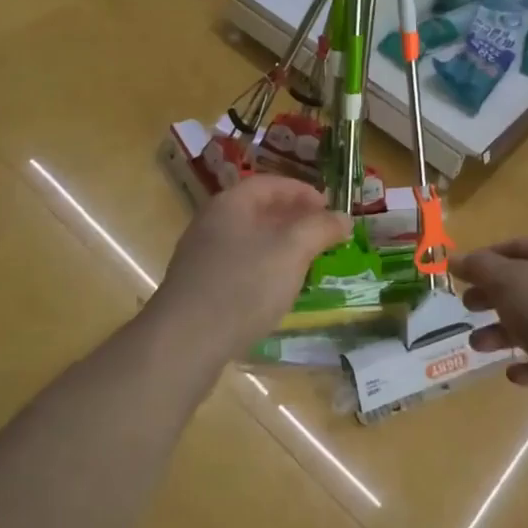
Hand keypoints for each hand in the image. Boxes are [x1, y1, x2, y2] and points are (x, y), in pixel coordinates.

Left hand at [149, 176, 352, 366]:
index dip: (303, 191)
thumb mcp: (291, 251)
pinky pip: (238, 266)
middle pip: (258, 210)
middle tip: (322, 233)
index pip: (271, 183)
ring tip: (306, 261)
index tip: (329, 207)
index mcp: (230, 204)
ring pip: (249, 239)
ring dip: (279, 245)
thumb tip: (343, 217)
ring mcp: (201, 257)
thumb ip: (319, 229)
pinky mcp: (198, 288)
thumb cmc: (243, 286)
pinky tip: (276, 290)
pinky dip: (263, 268)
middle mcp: (211, 223)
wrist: (184, 343)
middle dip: (293, 218)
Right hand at [454, 237, 527, 417]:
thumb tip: (454, 258)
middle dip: (492, 298)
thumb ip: (479, 268)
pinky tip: (513, 374)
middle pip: (524, 284)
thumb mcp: (506, 281)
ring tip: (478, 346)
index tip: (459, 275)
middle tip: (467, 308)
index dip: (484, 259)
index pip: (515, 247)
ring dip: (504, 333)